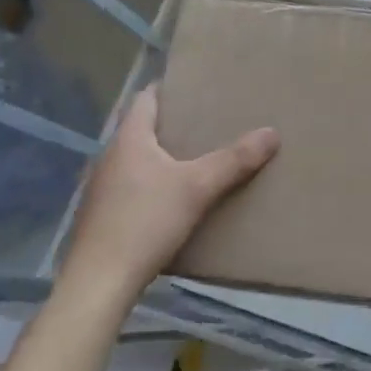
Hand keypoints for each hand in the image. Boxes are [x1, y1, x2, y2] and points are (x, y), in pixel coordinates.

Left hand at [57, 86, 277, 311]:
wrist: (98, 284)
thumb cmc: (145, 223)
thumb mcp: (198, 188)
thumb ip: (234, 160)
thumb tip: (272, 132)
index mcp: (129, 140)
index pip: (145, 99)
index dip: (169, 88)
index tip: (196, 86)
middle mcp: (110, 158)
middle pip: (142, 129)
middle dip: (173, 124)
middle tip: (208, 121)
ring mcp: (102, 189)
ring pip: (137, 160)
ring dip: (163, 156)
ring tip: (198, 158)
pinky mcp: (102, 217)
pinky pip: (132, 187)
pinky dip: (154, 183)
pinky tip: (174, 199)